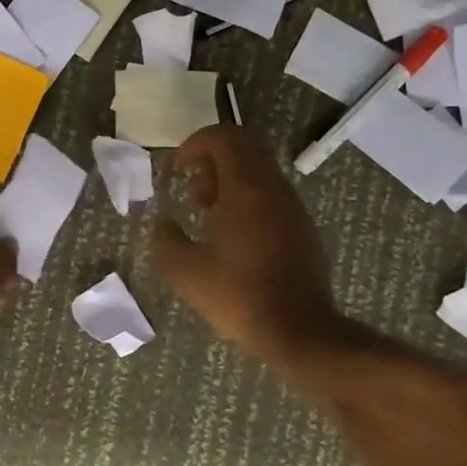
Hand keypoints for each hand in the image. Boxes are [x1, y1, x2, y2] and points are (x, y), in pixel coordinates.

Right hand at [153, 126, 343, 371]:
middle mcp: (273, 188)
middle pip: (244, 148)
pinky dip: (249, 200)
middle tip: (193, 191)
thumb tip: (164, 224)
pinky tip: (234, 237)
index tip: (178, 168)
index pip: (224, 137)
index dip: (196, 143)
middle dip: (212, 160)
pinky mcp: (303, 228)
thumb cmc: (237, 295)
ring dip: (230, 181)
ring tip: (209, 216)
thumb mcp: (185, 271)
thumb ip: (166, 239)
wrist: (297, 328)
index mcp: (246, 188)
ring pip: (260, 171)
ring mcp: (293, 207)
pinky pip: (272, 195)